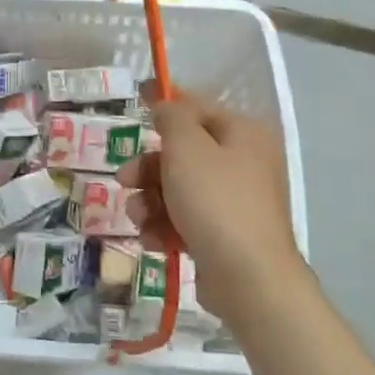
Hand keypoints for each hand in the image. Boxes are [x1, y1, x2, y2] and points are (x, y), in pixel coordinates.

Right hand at [115, 87, 302, 319]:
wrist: (249, 278)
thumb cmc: (216, 202)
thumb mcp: (187, 148)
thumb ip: (172, 118)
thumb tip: (166, 106)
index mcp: (243, 135)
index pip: (198, 107)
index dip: (166, 102)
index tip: (136, 96)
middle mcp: (243, 164)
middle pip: (183, 153)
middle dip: (148, 167)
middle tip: (125, 180)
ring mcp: (235, 203)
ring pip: (178, 189)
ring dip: (150, 201)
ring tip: (138, 218)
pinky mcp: (224, 236)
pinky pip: (184, 220)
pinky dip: (164, 226)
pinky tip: (152, 240)